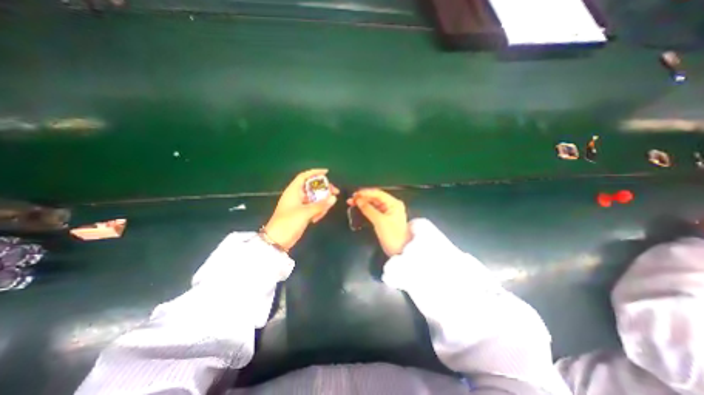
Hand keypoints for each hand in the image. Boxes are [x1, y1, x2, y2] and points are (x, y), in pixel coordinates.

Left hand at [266, 168, 338, 248]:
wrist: (277, 240)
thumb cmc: (288, 222)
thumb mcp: (305, 213)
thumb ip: (320, 205)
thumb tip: (333, 198)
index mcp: (293, 191)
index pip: (304, 176)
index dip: (315, 172)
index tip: (327, 172)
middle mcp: (296, 196)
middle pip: (312, 187)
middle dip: (324, 189)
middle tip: (335, 192)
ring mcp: (299, 205)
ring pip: (314, 198)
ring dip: (322, 202)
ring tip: (325, 210)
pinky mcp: (302, 213)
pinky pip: (313, 207)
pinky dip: (318, 210)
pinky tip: (317, 218)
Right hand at [347, 189, 410, 255]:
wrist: (399, 251)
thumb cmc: (392, 235)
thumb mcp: (379, 221)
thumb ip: (368, 209)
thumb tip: (358, 200)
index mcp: (394, 203)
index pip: (378, 193)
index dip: (365, 193)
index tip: (354, 194)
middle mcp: (391, 205)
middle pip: (375, 198)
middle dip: (363, 198)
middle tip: (351, 199)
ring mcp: (388, 211)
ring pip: (373, 204)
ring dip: (363, 203)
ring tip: (352, 203)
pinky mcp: (384, 218)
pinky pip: (374, 210)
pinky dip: (366, 209)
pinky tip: (358, 208)